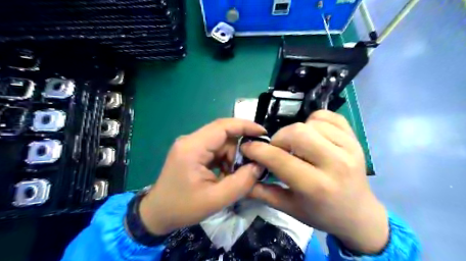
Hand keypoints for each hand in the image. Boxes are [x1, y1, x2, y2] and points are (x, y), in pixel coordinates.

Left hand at [138, 120, 265, 234]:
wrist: (156, 214)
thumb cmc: (182, 208)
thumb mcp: (215, 200)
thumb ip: (241, 182)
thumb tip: (259, 165)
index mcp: (193, 147)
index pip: (223, 126)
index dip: (245, 126)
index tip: (263, 133)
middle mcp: (190, 140)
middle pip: (223, 135)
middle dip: (239, 149)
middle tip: (249, 167)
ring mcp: (190, 145)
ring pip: (221, 143)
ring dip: (232, 157)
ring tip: (232, 177)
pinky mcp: (192, 151)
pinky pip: (215, 149)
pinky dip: (224, 160)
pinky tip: (224, 174)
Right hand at [242, 110, 387, 254]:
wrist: (358, 214)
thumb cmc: (321, 213)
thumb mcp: (289, 208)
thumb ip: (263, 192)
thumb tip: (241, 176)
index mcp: (316, 186)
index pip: (279, 159)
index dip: (258, 150)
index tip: (247, 147)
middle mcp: (335, 164)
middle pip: (297, 132)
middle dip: (278, 138)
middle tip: (277, 149)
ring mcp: (349, 148)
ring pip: (311, 122)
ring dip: (296, 131)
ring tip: (297, 145)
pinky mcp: (355, 139)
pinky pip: (328, 116)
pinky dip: (314, 121)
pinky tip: (313, 135)